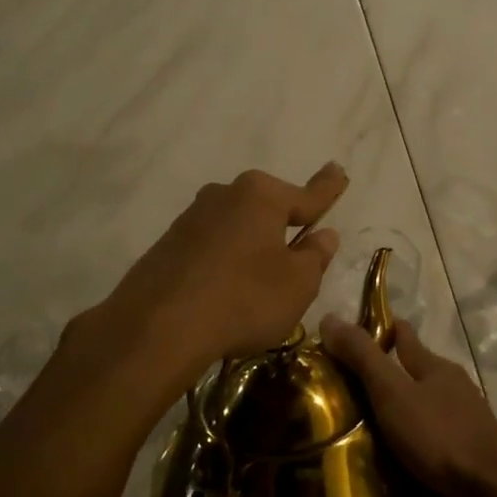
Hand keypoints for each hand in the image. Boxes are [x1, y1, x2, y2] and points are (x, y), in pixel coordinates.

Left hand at [80, 165, 347, 416]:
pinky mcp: (167, 244)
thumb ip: (314, 256)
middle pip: (266, 207)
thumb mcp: (297, 284)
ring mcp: (191, 218)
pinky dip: (222, 263)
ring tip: (256, 282)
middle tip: (297, 246)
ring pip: (235, 227)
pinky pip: (209, 247)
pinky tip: (222, 292)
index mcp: (262, 196)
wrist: (159, 326)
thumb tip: (323, 235)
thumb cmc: (245, 298)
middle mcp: (225, 195)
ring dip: (249, 245)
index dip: (327, 188)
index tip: (338, 170)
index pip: (307, 194)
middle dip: (282, 223)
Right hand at [319, 315, 496, 496]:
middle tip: (340, 394)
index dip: (377, 330)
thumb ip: (363, 357)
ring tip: (356, 435)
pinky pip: (429, 448)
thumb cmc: (440, 437)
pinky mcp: (466, 461)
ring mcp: (463, 426)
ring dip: (395, 419)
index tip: (344, 339)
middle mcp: (452, 390)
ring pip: (421, 413)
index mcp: (436, 367)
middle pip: (411, 375)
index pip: (403, 335)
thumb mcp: (393, 393)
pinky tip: (387, 468)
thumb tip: (329, 318)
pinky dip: (409, 452)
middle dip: (381, 380)